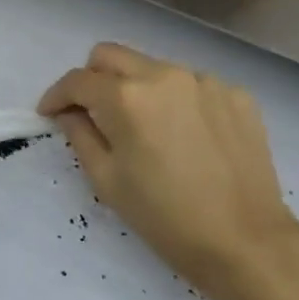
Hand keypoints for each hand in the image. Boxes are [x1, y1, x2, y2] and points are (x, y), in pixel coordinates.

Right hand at [38, 44, 298, 299]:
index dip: (57, 95)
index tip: (50, 113)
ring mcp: (205, 81)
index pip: (78, 80)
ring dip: (138, 89)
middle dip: (92, 79)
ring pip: (153, 68)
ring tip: (148, 130)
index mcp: (127, 97)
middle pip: (111, 55)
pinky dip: (178, 103)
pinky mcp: (236, 94)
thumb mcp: (108, 182)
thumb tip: (69, 113)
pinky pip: (192, 86)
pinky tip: (187, 138)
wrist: (248, 243)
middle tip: (92, 112)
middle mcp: (164, 74)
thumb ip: (80, 136)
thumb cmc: (166, 219)